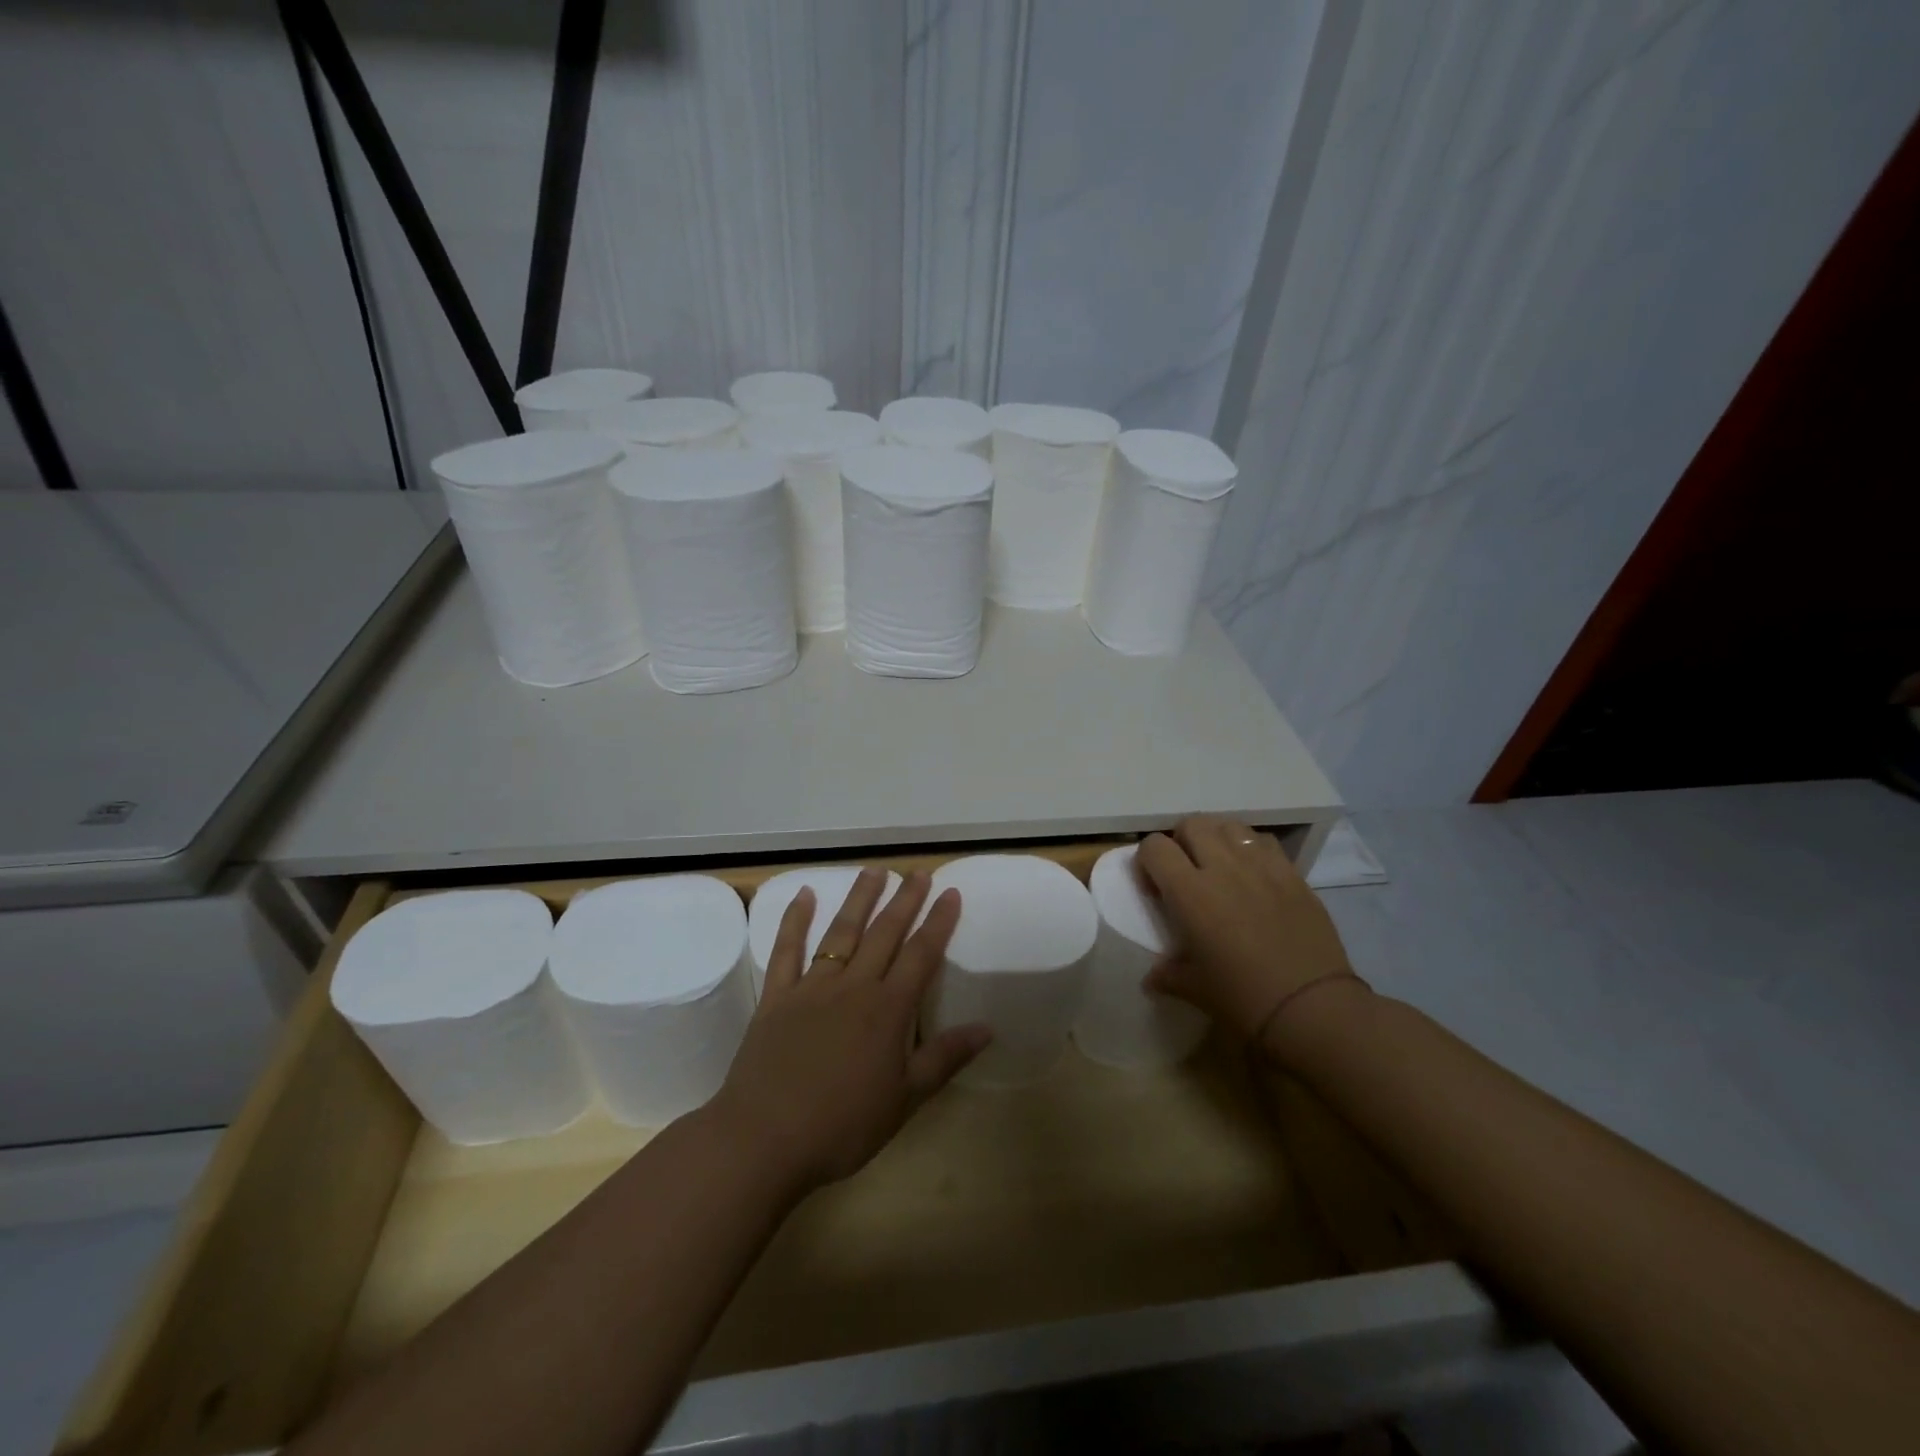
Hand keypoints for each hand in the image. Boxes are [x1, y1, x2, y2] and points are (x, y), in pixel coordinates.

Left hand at [709, 868, 990, 1197]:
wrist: (765, 1139)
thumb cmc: (843, 1125)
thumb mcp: (905, 1099)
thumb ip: (944, 1058)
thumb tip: (987, 1028)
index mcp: (888, 1009)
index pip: (920, 954)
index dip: (938, 922)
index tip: (950, 892)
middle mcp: (853, 986)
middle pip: (885, 933)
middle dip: (905, 900)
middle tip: (918, 872)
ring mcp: (812, 987)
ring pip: (842, 932)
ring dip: (860, 899)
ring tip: (875, 871)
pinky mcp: (777, 997)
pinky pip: (786, 950)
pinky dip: (794, 921)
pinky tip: (804, 895)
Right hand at [1135, 816, 1360, 1052]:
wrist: (1313, 1008)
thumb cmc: (1244, 999)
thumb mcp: (1195, 989)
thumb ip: (1168, 974)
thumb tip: (1152, 978)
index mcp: (1190, 892)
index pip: (1154, 847)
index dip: (1147, 861)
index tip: (1155, 889)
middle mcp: (1223, 867)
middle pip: (1191, 824)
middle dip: (1181, 841)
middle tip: (1186, 872)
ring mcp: (1261, 866)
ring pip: (1229, 826)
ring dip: (1216, 839)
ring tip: (1219, 866)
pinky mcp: (1292, 874)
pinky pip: (1264, 842)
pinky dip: (1251, 849)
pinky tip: (1253, 875)